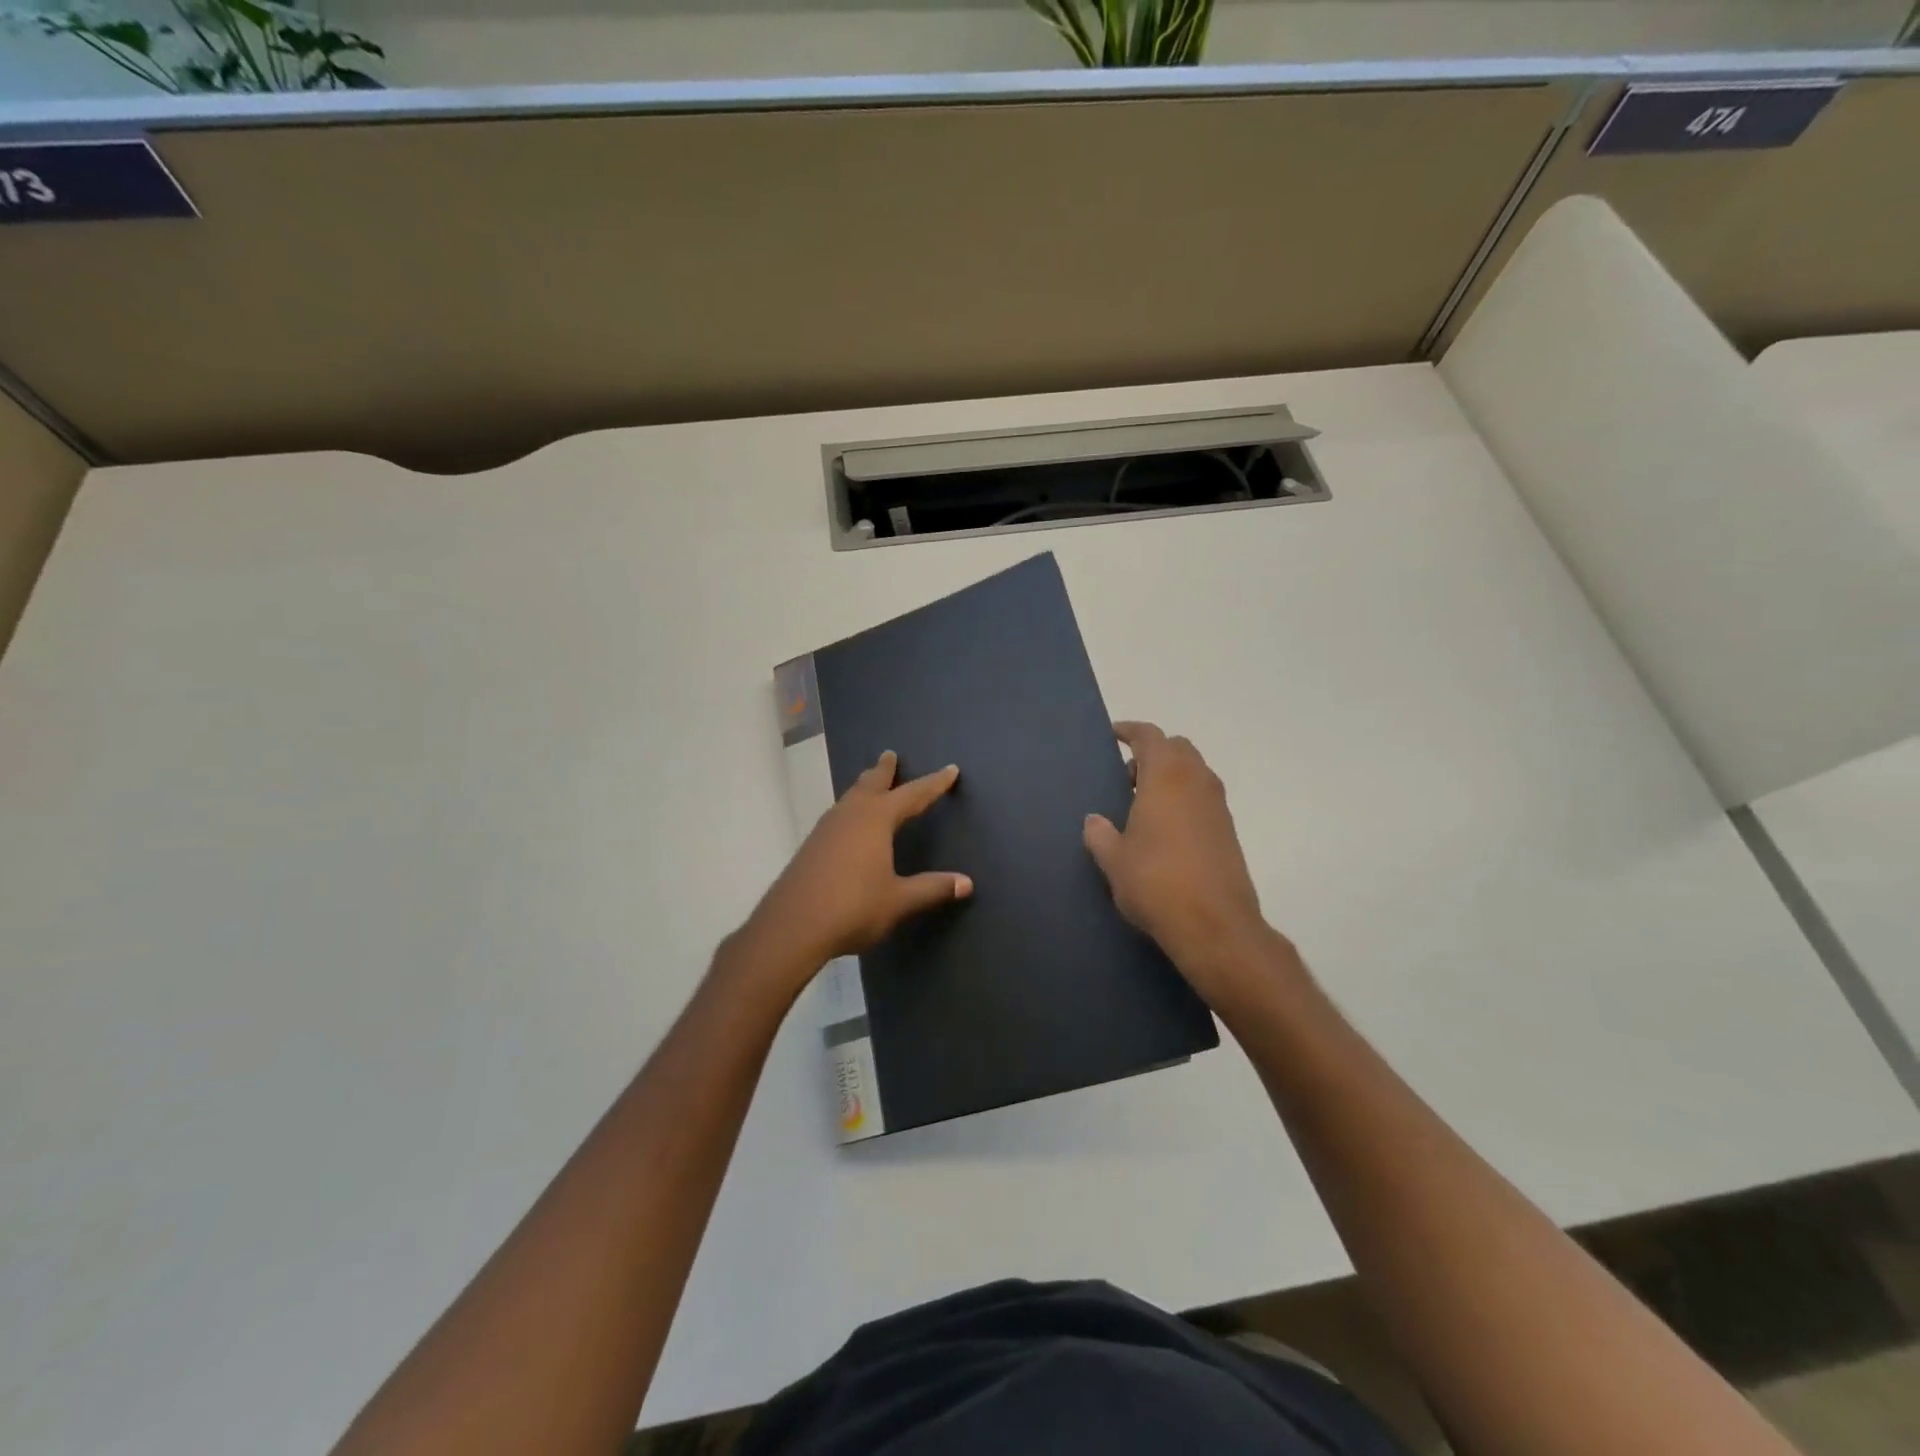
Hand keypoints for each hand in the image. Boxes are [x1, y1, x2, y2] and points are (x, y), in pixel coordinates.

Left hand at [744, 751, 971, 985]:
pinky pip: (837, 815)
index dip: (934, 784)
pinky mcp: (812, 846)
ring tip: (870, 783)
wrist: (792, 927)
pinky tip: (847, 823)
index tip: (950, 769)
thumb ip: (932, 888)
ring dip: (863, 787)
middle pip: (871, 784)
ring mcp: (826, 829)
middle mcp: (850, 815)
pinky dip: (850, 807)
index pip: (913, 795)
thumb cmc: (853, 907)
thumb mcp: (899, 900)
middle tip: (890, 755)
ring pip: (850, 798)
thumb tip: (967, 883)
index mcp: (876, 820)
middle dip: (884, 770)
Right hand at [1083, 722, 1277, 999]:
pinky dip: (1184, 797)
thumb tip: (1094, 821)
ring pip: (1194, 771)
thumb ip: (1100, 834)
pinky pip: (1203, 796)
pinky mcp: (1228, 830)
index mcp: (1165, 777)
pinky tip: (1166, 828)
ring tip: (1142, 803)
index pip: (1149, 736)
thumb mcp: (1114, 860)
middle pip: (1177, 747)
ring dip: (1170, 775)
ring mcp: (1217, 805)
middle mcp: (1196, 781)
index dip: (1130, 731)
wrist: (1215, 925)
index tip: (1113, 735)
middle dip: (1152, 752)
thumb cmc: (1156, 883)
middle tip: (1126, 775)